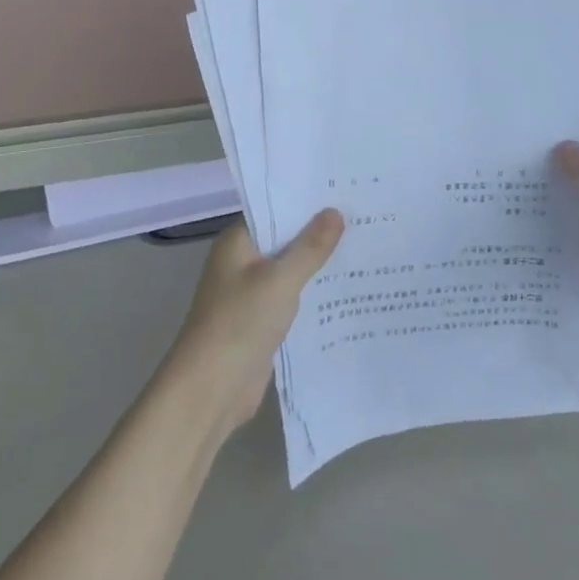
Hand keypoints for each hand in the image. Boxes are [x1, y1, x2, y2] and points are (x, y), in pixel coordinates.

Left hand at [169, 211, 344, 434]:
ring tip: (367, 246)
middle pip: (286, 239)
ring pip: (292, 270)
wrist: (211, 389)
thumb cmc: (240, 323)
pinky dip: (315, 293)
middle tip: (366, 216)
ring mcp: (252, 293)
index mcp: (238, 243)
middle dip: (320, 232)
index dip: (308, 201)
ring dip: (320, 264)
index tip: (344, 190)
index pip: (275, 209)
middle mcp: (243, 262)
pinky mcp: (263, 321)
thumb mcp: (280, 280)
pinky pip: (294, 298)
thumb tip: (335, 211)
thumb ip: (310, 247)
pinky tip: (349, 288)